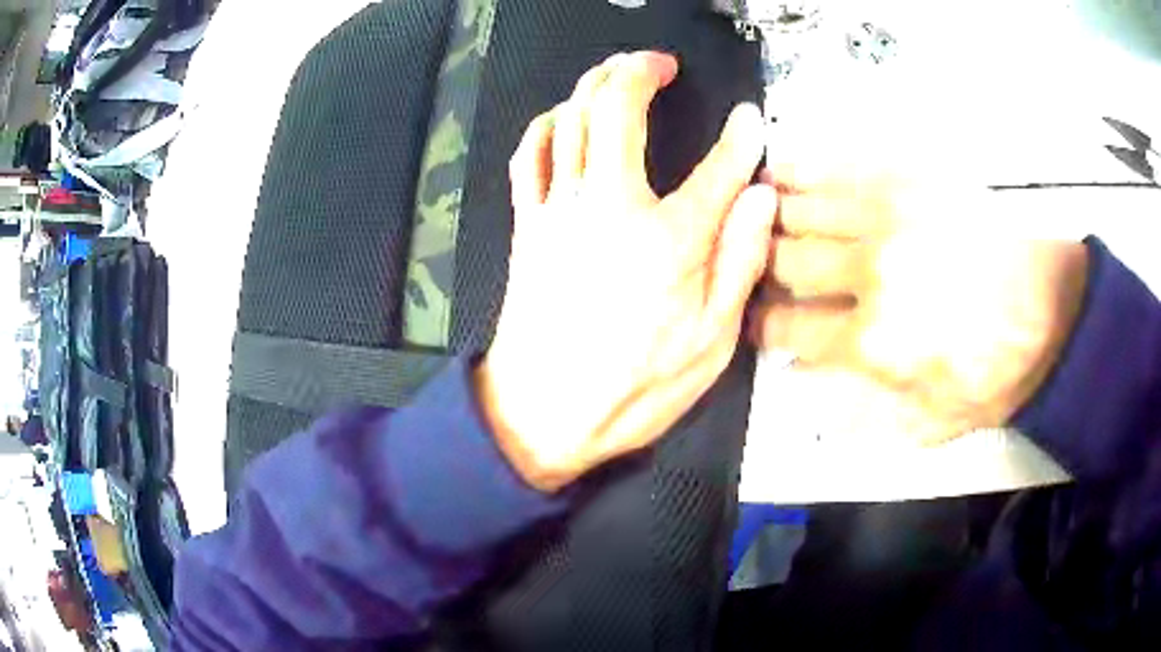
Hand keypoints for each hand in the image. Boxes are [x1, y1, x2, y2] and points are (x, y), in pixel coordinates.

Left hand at [476, 51, 775, 490]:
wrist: (542, 415)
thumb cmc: (633, 390)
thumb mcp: (710, 343)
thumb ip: (739, 262)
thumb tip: (761, 199)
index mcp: (669, 240)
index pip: (719, 167)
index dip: (741, 137)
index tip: (752, 120)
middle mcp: (610, 206)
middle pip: (616, 109)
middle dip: (639, 71)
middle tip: (660, 63)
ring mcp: (559, 209)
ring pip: (569, 119)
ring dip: (592, 84)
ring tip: (616, 73)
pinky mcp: (529, 224)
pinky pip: (530, 155)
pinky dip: (547, 125)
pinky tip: (564, 118)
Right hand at [752, 170, 1089, 443]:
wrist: (1053, 310)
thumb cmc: (997, 374)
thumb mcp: (935, 422)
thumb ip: (868, 415)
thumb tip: (810, 388)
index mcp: (873, 341)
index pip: (789, 329)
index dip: (761, 327)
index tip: (753, 321)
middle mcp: (869, 273)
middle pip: (785, 262)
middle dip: (756, 266)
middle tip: (747, 264)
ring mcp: (889, 217)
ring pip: (803, 207)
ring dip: (766, 210)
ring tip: (746, 207)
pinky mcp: (909, 179)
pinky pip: (839, 167)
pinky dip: (800, 167)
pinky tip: (778, 167)